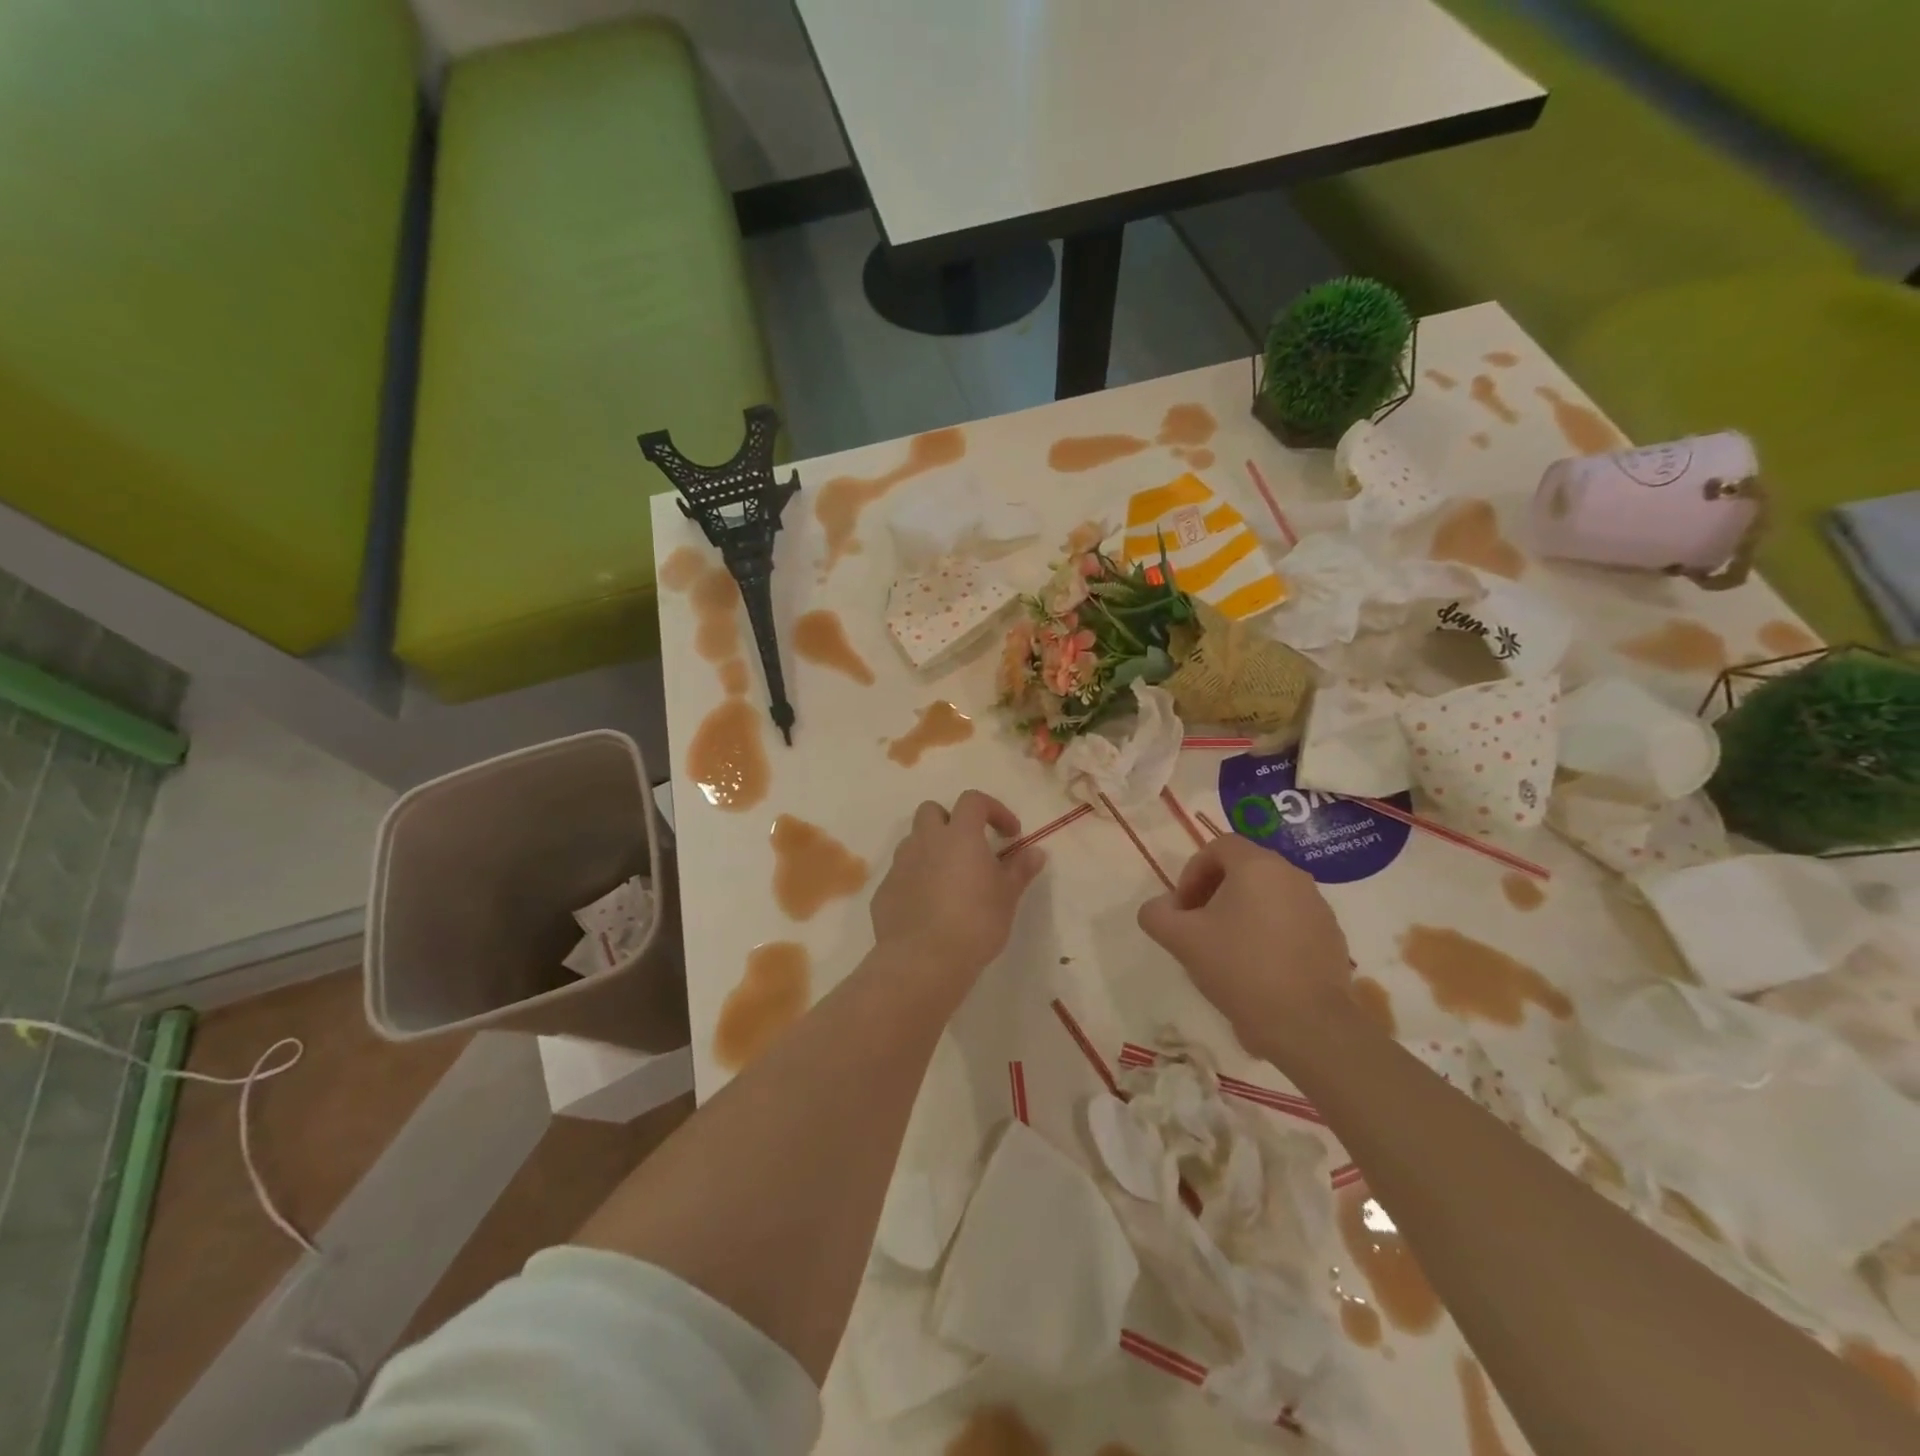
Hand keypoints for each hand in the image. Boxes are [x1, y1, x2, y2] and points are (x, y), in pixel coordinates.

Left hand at [870, 791, 1044, 987]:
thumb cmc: (975, 922)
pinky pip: (901, 874)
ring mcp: (900, 865)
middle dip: (950, 821)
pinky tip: (929, 906)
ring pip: (913, 841)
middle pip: (931, 811)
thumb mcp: (1007, 896)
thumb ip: (1020, 869)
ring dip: (931, 850)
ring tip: (949, 879)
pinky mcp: (884, 890)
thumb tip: (1036, 852)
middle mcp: (925, 841)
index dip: (994, 809)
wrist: (924, 960)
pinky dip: (916, 879)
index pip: (973, 800)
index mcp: (959, 835)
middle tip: (970, 848)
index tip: (1010, 834)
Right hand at [1137, 835, 1353, 1062]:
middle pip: (1244, 869)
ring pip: (1269, 896)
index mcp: (1258, 866)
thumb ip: (1157, 914)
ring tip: (1226, 951)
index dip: (1192, 872)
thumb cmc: (1239, 968)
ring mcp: (1318, 907)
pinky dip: (1269, 933)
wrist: (1306, 1023)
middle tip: (1198, 927)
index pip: (1219, 846)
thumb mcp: (1180, 940)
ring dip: (1242, 913)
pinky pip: (1291, 921)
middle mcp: (1293, 876)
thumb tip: (1161, 908)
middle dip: (1215, 892)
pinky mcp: (1332, 937)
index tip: (1183, 908)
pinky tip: (1258, 969)